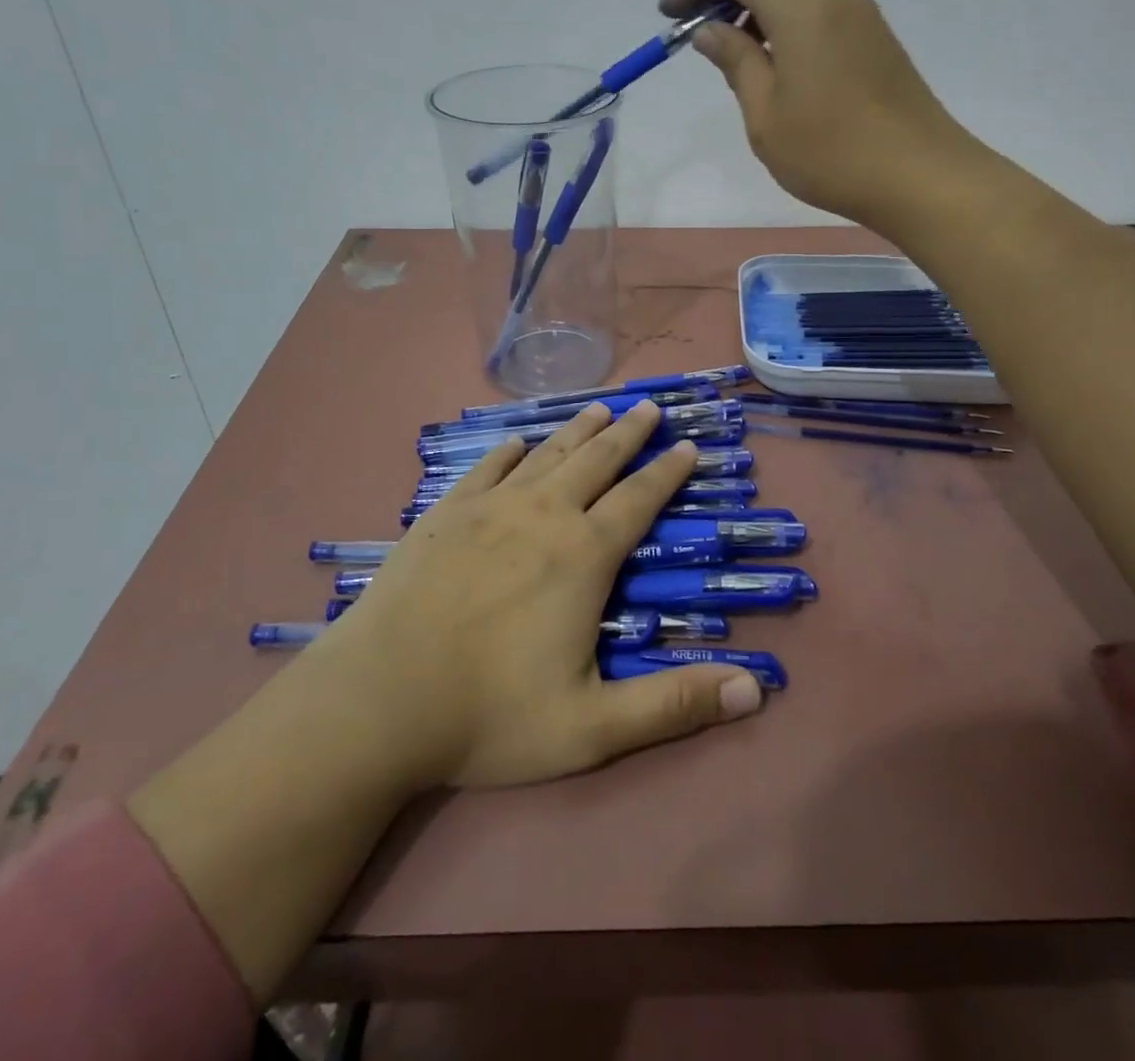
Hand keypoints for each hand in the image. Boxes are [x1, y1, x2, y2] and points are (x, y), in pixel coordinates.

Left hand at [301, 400, 764, 792]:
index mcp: (583, 556)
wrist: (377, 701)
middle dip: (628, 433)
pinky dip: (509, 452)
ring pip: (546, 454)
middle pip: (596, 460)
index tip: (688, 446)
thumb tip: (756, 691)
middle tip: (649, 407)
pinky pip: (487, 468)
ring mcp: (489, 509)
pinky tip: (516, 444)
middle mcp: (542, 515)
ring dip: (577, 430)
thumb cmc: (489, 715)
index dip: (668, 472)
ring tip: (599, 408)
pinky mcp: (444, 515)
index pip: (639, 500)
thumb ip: (674, 706)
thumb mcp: (593, 727)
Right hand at [661, 0, 970, 226]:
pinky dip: (786, 10)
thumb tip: (709, 30)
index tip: (668, 13)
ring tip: (734, 45)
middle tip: (699, 28)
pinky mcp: (873, 33)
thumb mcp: (766, 115)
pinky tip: (774, 55)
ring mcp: (859, 11)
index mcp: (801, 6)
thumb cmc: (831, 153)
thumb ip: (736, 62)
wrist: (917, 176)